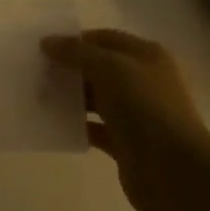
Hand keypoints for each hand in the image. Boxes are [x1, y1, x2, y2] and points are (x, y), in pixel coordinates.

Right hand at [41, 29, 209, 210]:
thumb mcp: (109, 68)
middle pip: (98, 68)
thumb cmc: (145, 108)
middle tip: (34, 72)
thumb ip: (77, 52)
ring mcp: (135, 113)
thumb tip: (47, 42)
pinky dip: (76, 125)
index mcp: (145, 56)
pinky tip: (52, 124)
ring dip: (70, 97)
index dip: (74, 40)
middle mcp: (142, 81)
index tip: (42, 48)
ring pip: (95, 99)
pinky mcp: (126, 143)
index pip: (104, 39)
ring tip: (36, 97)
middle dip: (68, 69)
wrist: (174, 171)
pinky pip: (95, 128)